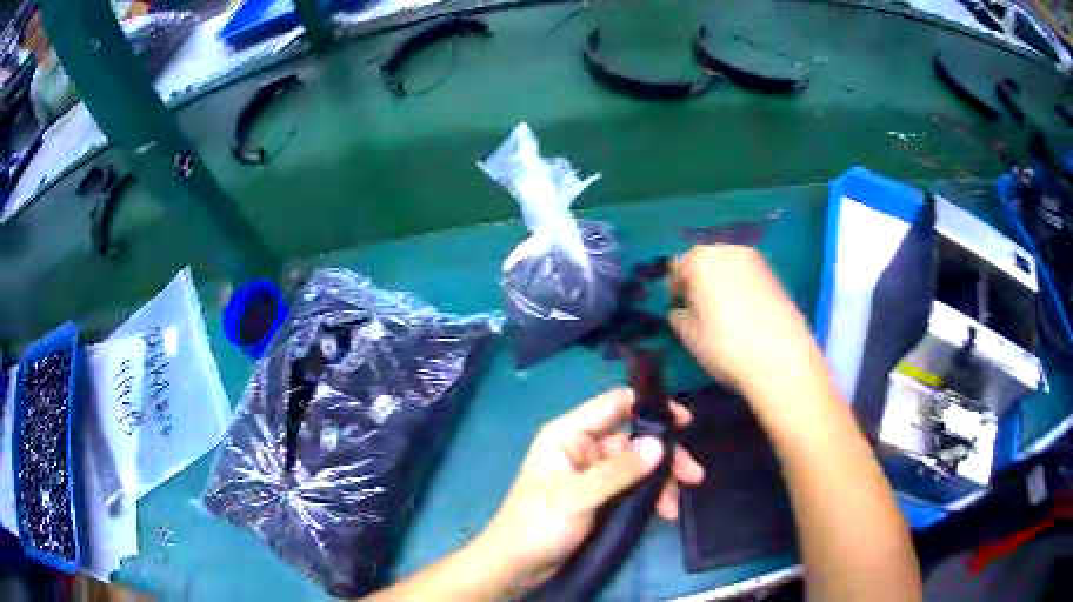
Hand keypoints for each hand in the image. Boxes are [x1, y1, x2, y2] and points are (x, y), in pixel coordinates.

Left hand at [474, 389, 702, 595]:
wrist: (517, 565)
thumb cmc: (539, 525)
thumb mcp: (578, 497)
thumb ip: (618, 470)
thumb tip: (659, 444)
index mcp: (569, 435)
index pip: (615, 405)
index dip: (651, 407)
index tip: (685, 422)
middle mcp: (582, 448)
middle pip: (634, 439)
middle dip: (664, 456)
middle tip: (694, 475)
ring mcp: (592, 474)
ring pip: (637, 466)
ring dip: (661, 481)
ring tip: (677, 504)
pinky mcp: (599, 497)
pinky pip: (632, 488)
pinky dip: (650, 497)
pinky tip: (665, 513)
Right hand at [669, 245, 827, 401]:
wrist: (781, 358)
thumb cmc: (726, 345)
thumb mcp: (690, 336)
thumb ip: (679, 317)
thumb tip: (679, 311)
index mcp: (701, 260)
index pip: (678, 266)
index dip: (675, 287)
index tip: (678, 308)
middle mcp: (728, 250)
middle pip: (706, 260)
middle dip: (700, 281)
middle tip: (698, 310)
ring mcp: (755, 261)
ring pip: (729, 267)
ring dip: (722, 284)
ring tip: (723, 314)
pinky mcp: (775, 276)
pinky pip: (748, 277)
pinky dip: (742, 289)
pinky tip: (744, 315)